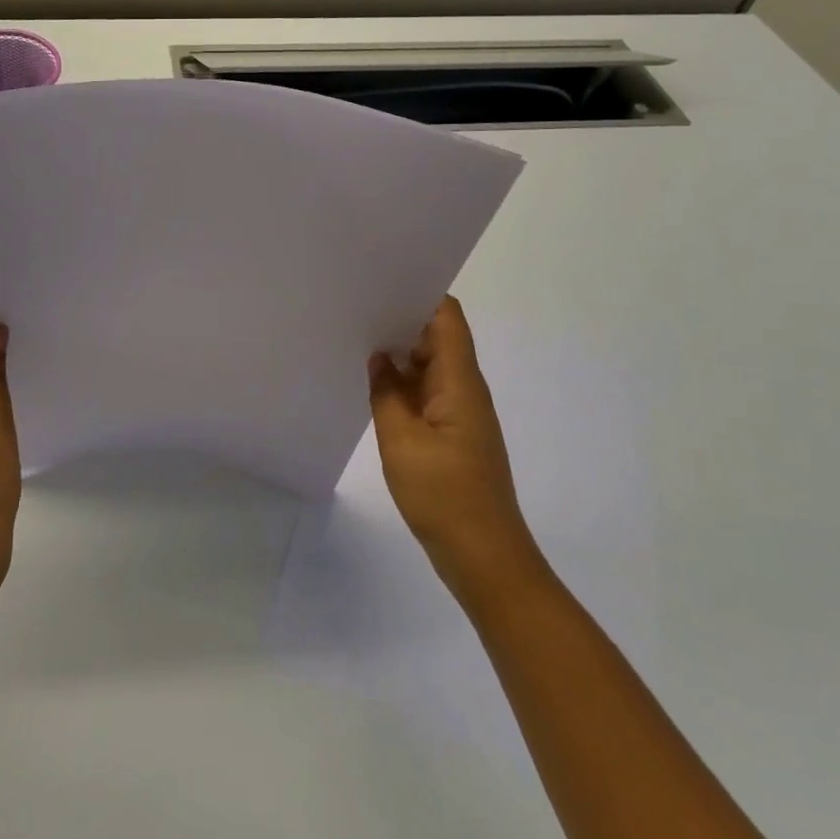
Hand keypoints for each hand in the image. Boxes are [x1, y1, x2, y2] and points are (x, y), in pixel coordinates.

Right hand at [369, 296, 538, 581]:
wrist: (483, 556)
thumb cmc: (444, 494)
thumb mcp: (401, 440)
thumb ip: (386, 392)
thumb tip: (378, 358)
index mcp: (459, 381)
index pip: (446, 317)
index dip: (419, 293)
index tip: (381, 282)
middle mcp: (465, 389)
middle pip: (437, 337)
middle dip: (400, 319)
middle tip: (356, 308)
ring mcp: (460, 413)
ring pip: (430, 366)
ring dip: (399, 354)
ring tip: (356, 338)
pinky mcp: (453, 434)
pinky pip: (427, 393)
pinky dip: (402, 384)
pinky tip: (373, 384)